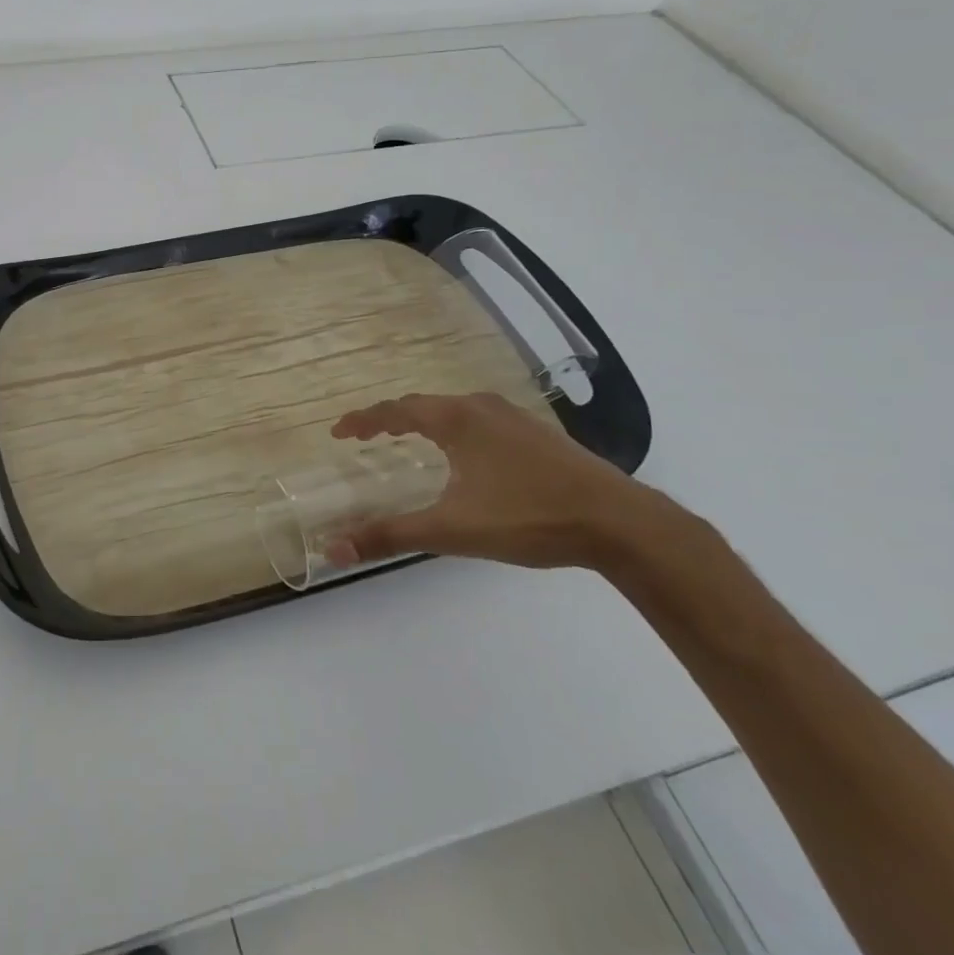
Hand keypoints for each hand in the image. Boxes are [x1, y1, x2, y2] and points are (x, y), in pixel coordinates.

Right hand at [327, 393, 702, 571]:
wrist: (621, 523)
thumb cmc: (528, 517)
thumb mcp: (451, 530)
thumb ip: (390, 536)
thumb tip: (332, 549)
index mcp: (457, 420)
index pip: (396, 410)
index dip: (364, 420)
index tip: (339, 432)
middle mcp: (482, 408)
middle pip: (425, 405)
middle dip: (391, 419)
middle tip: (368, 436)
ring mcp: (516, 418)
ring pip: (456, 411)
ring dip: (426, 422)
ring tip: (410, 441)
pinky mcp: (540, 435)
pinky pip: (481, 421)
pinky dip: (456, 430)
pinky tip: (467, 456)